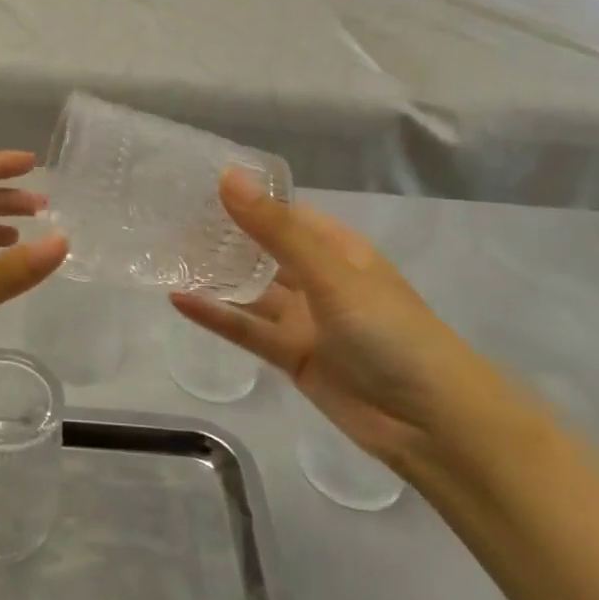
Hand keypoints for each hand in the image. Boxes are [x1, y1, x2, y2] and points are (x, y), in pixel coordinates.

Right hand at [172, 170, 512, 473]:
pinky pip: (249, 330)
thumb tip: (227, 177)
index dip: (245, 199)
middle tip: (168, 219)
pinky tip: (179, 300)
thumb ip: (275, 229)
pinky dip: (218, 316)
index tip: (195, 184)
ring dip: (217, 277)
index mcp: (338, 249)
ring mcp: (305, 320)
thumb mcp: (330, 273)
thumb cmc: (390, 331)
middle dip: (224, 237)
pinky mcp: (292, 356)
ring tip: (167, 256)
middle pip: (264, 251)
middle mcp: (319, 279)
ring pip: (252, 292)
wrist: (431, 422)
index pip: (284, 213)